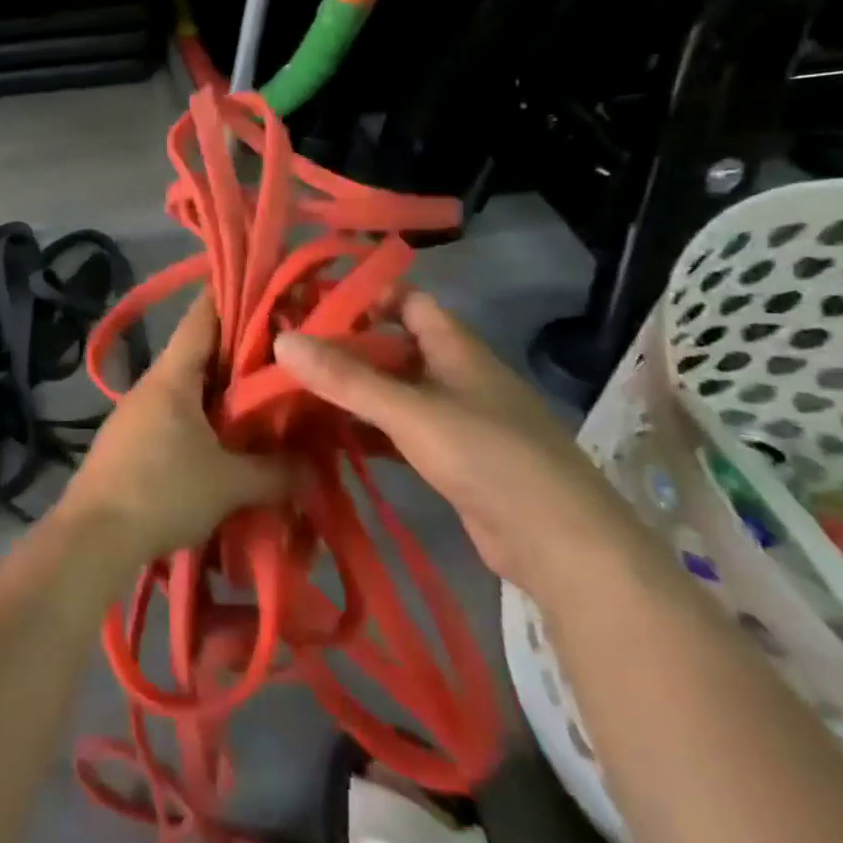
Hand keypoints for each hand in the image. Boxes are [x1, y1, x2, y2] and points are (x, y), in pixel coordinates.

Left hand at [57, 295, 288, 568]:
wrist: (91, 536)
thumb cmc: (161, 492)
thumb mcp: (229, 484)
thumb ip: (276, 472)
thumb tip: (313, 467)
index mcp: (173, 375)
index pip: (203, 316)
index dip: (233, 295)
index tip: (269, 288)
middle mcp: (153, 383)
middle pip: (201, 351)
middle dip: (242, 352)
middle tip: (287, 354)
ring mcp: (137, 411)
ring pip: (189, 386)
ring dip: (224, 391)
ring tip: (266, 400)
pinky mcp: (131, 440)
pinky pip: (177, 415)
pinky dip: (205, 418)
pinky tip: (229, 440)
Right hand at [273, 293, 643, 596]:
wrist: (562, 546)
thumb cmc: (489, 457)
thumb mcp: (410, 411)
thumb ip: (346, 378)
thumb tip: (281, 339)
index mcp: (456, 349)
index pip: (408, 301)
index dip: (366, 296)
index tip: (311, 305)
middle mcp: (455, 375)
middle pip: (393, 346)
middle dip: (345, 347)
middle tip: (289, 351)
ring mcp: (454, 419)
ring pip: (393, 390)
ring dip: (352, 390)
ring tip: (295, 389)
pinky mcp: (451, 459)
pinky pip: (398, 429)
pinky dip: (366, 428)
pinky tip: (328, 436)